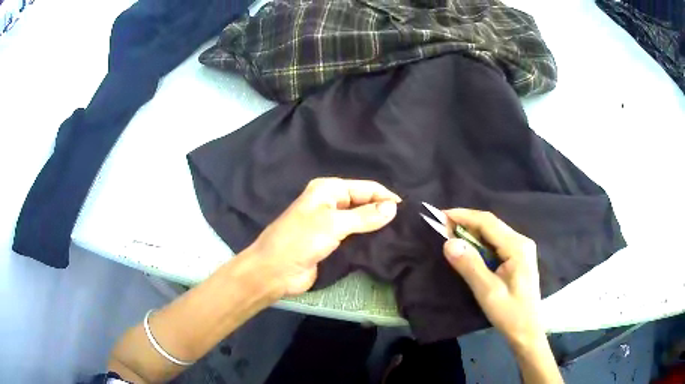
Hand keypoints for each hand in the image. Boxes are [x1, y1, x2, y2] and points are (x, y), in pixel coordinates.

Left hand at [248, 177, 400, 296]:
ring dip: (376, 225)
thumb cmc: (301, 241)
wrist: (274, 271)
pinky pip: (354, 236)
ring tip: (400, 233)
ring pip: (359, 220)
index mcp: (328, 189)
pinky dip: (367, 238)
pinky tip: (383, 244)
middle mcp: (330, 202)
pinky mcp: (330, 241)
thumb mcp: (334, 224)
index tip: (407, 211)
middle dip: (382, 210)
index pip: (365, 188)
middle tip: (407, 224)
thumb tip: (393, 207)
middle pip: (363, 202)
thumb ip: (365, 216)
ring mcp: (330, 223)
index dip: (386, 197)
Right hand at [442, 209, 542, 348]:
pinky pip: (496, 242)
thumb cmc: (510, 313)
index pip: (487, 222)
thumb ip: (470, 265)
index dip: (463, 216)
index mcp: (517, 246)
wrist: (527, 330)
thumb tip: (448, 242)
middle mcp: (521, 241)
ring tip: (451, 233)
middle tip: (442, 225)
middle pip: (491, 224)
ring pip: (493, 232)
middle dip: (466, 222)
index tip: (441, 215)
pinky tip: (469, 247)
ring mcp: (521, 249)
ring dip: (472, 231)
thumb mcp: (488, 292)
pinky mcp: (518, 257)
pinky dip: (479, 242)